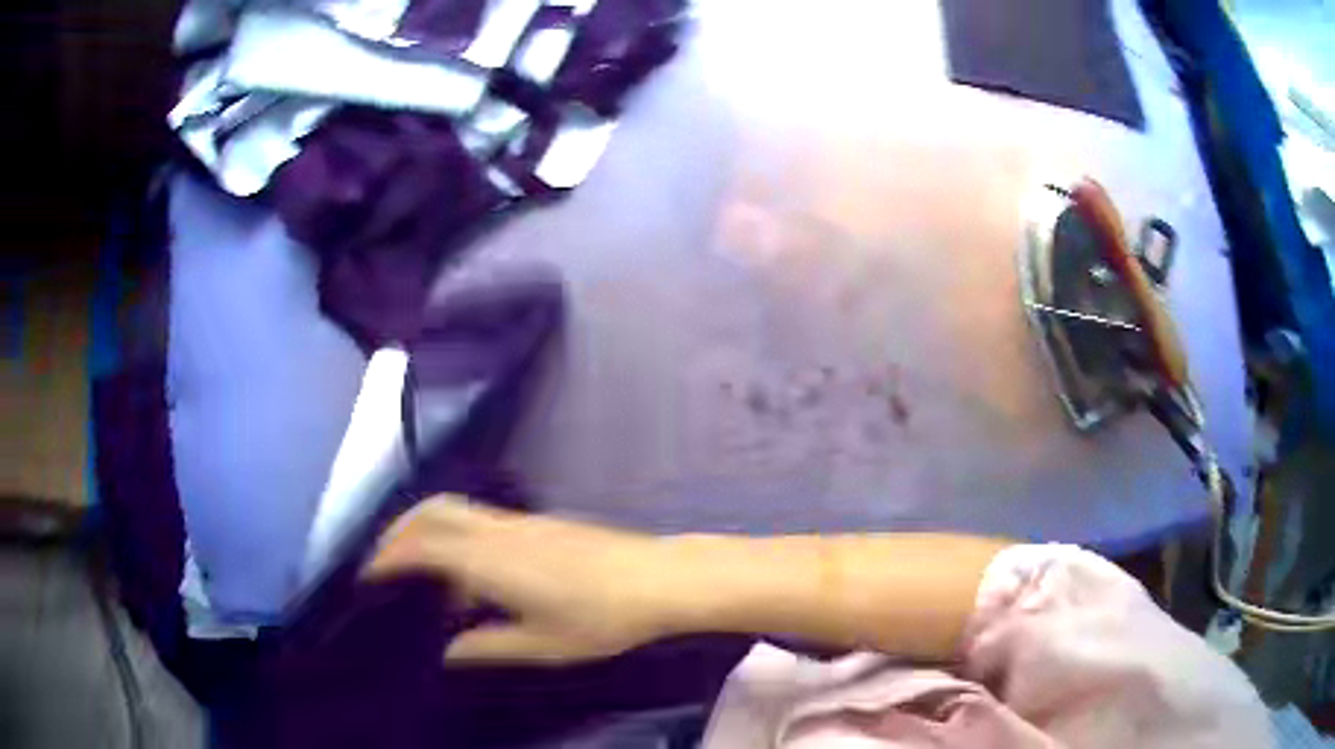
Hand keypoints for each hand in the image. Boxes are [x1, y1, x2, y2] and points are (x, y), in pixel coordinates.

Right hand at [364, 496, 695, 664]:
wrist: (658, 579)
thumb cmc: (599, 618)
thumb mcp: (541, 645)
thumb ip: (487, 646)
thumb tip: (449, 651)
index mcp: (488, 560)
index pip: (420, 548)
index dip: (387, 557)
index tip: (368, 575)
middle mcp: (496, 530)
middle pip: (432, 512)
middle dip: (399, 531)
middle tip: (384, 563)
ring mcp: (520, 521)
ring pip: (456, 511)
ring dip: (428, 531)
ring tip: (424, 575)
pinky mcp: (540, 522)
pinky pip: (480, 519)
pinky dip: (457, 536)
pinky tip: (473, 576)